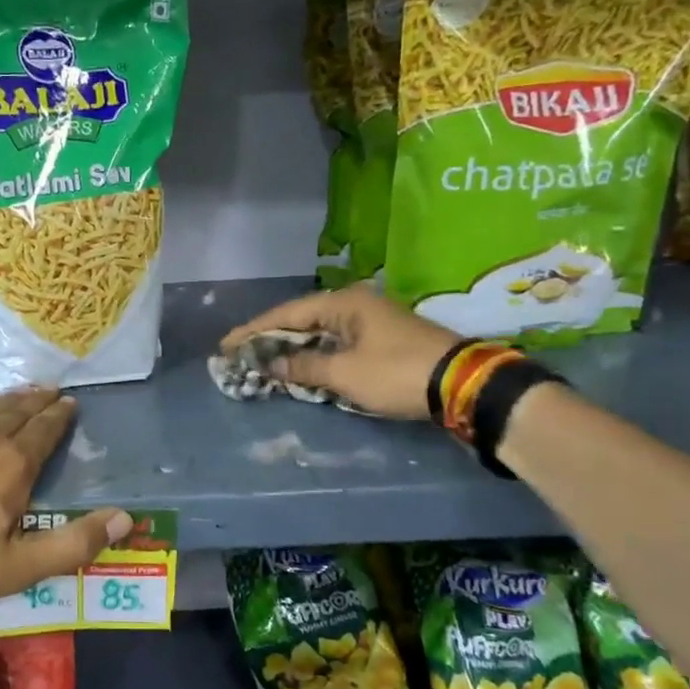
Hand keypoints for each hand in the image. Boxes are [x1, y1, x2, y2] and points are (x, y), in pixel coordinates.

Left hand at [0, 388, 131, 611]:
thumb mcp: (19, 567)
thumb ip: (74, 543)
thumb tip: (125, 519)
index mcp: (12, 464)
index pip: (44, 431)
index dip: (59, 417)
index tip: (70, 403)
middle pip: (17, 412)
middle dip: (38, 401)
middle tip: (51, 390)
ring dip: (8, 399)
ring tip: (21, 392)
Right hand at [219, 285, 459, 419]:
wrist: (463, 385)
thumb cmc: (397, 373)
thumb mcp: (345, 373)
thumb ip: (303, 367)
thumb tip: (271, 365)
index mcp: (344, 303)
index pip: (287, 314)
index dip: (253, 331)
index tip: (226, 345)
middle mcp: (355, 305)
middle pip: (301, 320)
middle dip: (270, 339)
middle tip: (240, 354)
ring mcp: (370, 322)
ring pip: (319, 333)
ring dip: (292, 349)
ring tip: (263, 362)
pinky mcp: (381, 341)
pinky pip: (336, 344)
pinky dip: (315, 356)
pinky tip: (299, 368)